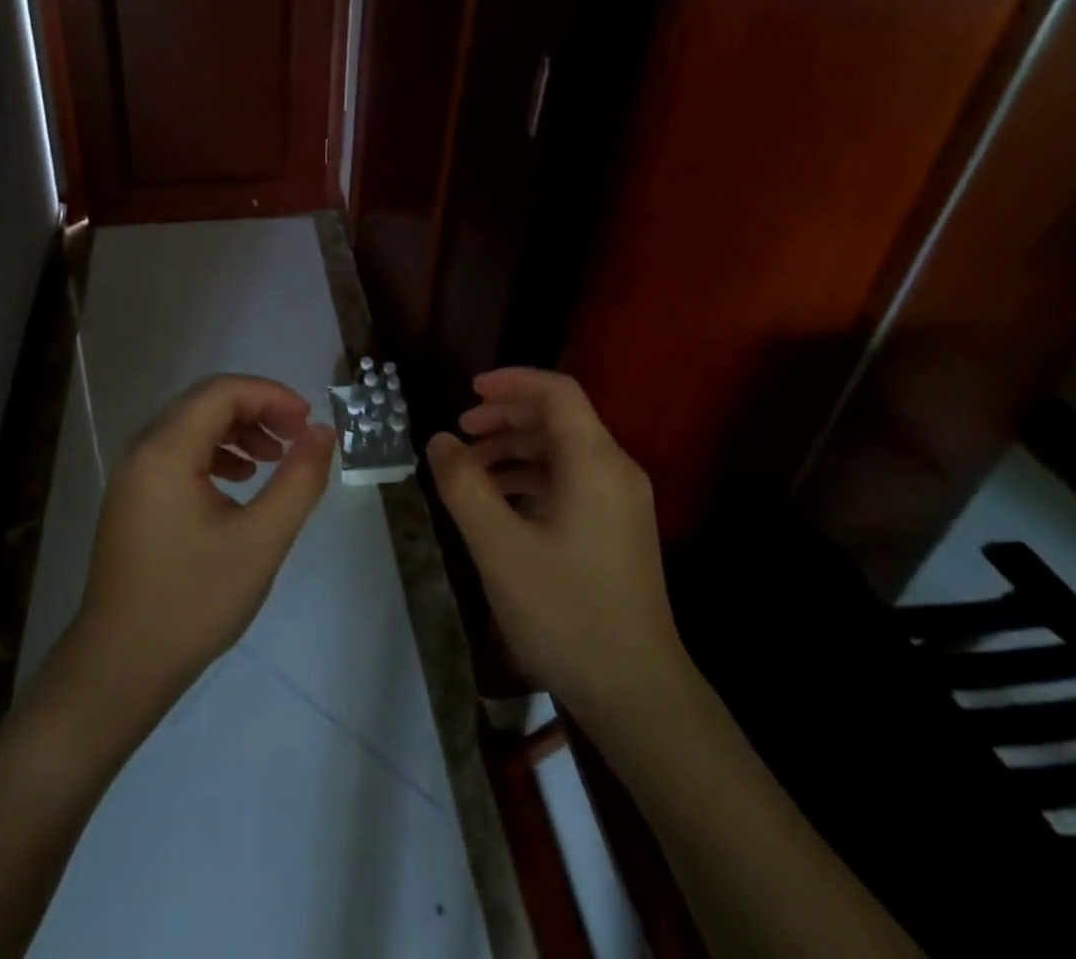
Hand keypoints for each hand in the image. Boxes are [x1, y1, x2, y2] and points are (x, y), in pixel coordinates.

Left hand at [68, 375, 333, 724]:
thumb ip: (299, 480)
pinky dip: (215, 455)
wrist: (119, 670)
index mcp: (165, 451)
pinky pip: (179, 455)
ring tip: (274, 460)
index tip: (308, 423)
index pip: (222, 392)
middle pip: (205, 403)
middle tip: (297, 437)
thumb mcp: (260, 541)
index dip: (271, 395)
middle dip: (257, 410)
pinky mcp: (133, 500)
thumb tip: (323, 432)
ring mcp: (132, 476)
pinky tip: (239, 483)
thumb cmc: (192, 603)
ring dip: (238, 431)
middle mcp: (142, 451)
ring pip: (192, 427)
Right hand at [427, 368, 682, 725]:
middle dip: (505, 418)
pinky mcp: (618, 528)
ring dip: (514, 451)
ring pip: (562, 451)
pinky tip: (500, 504)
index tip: (468, 392)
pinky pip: (571, 481)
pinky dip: (532, 479)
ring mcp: (621, 501)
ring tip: (470, 473)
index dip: (511, 382)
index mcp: (594, 461)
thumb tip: (439, 439)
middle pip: (558, 418)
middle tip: (460, 434)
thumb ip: (463, 485)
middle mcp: (615, 469)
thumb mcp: (498, 546)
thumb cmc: (565, 611)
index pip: (557, 391)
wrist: (637, 693)